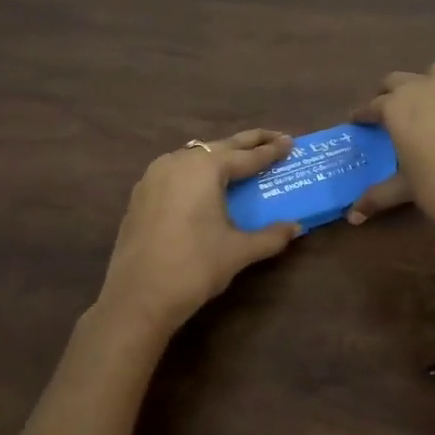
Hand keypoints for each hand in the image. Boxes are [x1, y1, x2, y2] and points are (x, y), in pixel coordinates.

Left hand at [97, 129, 302, 339]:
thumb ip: (270, 236)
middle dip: (248, 142)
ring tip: (240, 158)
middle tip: (274, 138)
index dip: (271, 150)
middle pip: (220, 146)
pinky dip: (196, 170)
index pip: (247, 156)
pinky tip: (203, 183)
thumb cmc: (194, 267)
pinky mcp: (140, 193)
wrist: (138, 296)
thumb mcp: (238, 251)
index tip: (290, 142)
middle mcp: (179, 162)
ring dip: (219, 154)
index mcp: (206, 168)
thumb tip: (296, 227)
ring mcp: (155, 175)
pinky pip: (176, 170)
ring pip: (195, 155)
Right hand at [346, 64, 434, 247]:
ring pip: (431, 74)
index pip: (372, 105)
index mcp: (397, 107)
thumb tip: (352, 216)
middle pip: (397, 81)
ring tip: (420, 108)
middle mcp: (422, 89)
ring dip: (420, 85)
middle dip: (387, 94)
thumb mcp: (405, 189)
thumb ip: (376, 195)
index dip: (363, 114)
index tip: (357, 122)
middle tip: (385, 114)